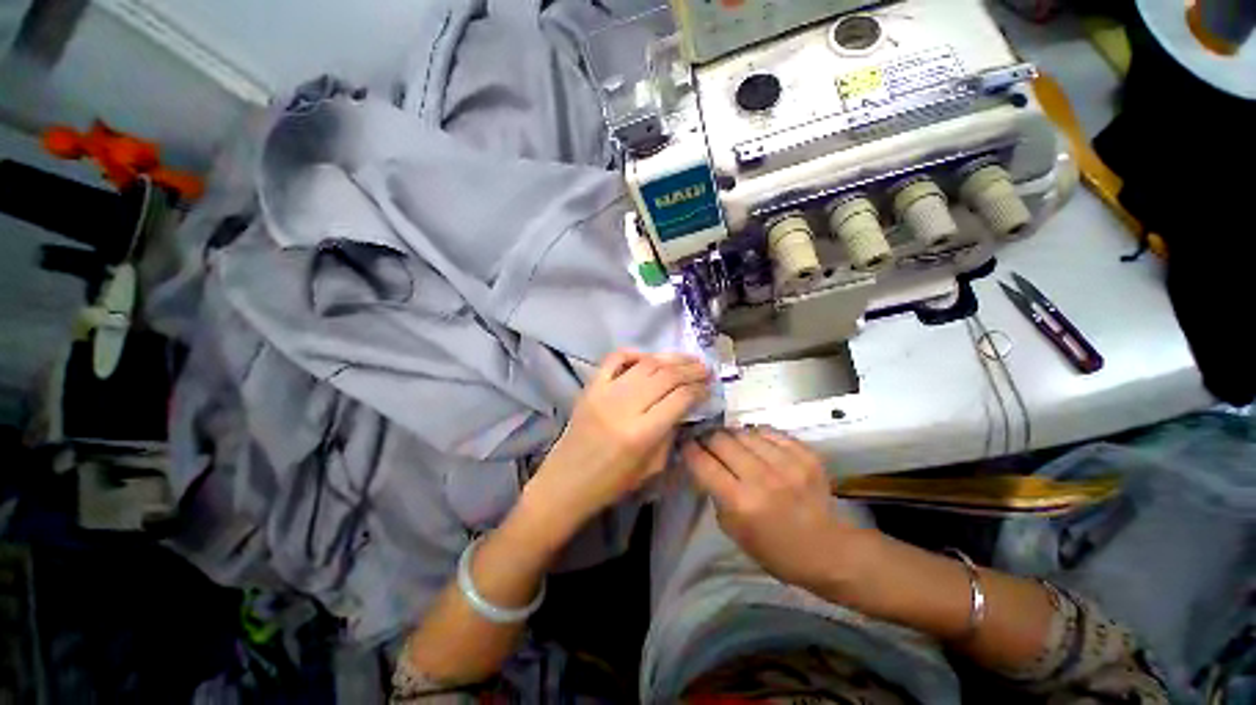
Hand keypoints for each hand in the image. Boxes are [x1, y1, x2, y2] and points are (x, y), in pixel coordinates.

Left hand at [524, 350, 710, 535]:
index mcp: (641, 434)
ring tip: (687, 359)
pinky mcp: (591, 387)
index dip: (699, 389)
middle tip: (705, 368)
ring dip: (670, 358)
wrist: (566, 482)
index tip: (709, 387)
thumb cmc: (611, 484)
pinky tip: (649, 357)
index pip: (679, 399)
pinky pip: (614, 359)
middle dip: (690, 370)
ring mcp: (605, 393)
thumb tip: (683, 407)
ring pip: (645, 364)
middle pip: (665, 376)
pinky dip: (634, 353)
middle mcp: (624, 407)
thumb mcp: (651, 468)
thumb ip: (669, 435)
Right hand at [683, 428, 859, 590]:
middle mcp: (761, 478)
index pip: (703, 463)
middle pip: (721, 440)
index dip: (689, 450)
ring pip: (744, 432)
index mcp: (740, 502)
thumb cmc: (773, 548)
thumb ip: (715, 493)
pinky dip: (757, 435)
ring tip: (732, 442)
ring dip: (732, 436)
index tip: (686, 444)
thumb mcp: (732, 529)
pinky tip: (756, 443)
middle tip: (708, 442)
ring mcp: (786, 464)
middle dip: (708, 438)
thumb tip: (704, 463)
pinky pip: (770, 432)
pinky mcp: (805, 455)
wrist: (826, 549)